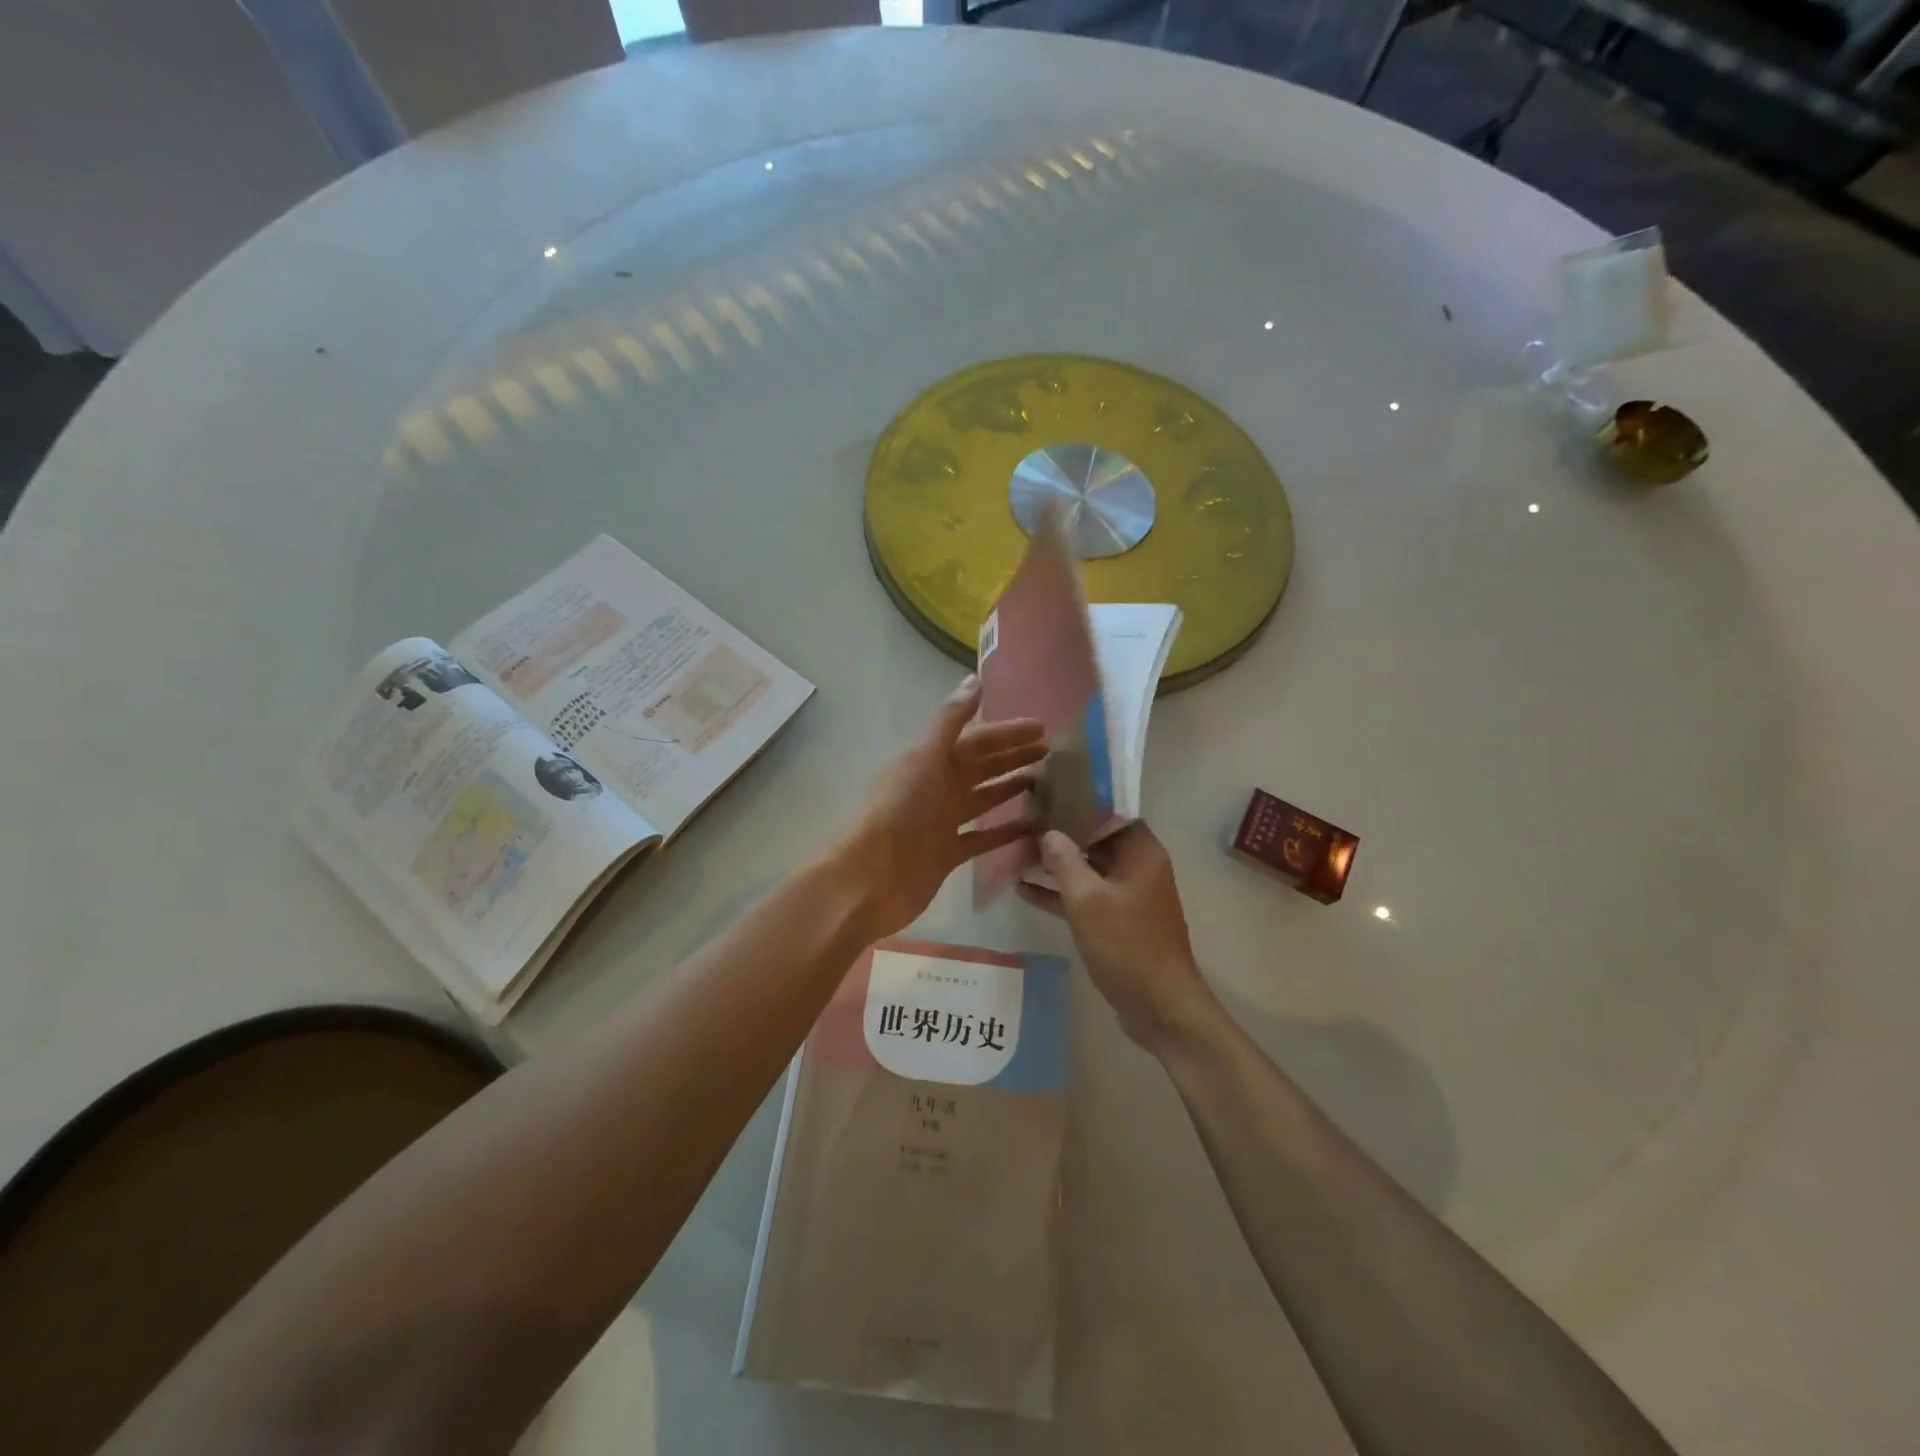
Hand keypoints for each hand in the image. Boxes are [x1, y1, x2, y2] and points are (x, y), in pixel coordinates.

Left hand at [831, 676, 1044, 938]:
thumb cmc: (899, 811)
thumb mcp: (925, 758)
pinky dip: (1006, 831)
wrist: (872, 877)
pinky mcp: (949, 853)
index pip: (977, 739)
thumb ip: (950, 721)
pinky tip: (1033, 826)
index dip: (1007, 732)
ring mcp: (943, 821)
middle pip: (983, 766)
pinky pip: (984, 838)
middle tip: (1051, 752)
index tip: (1042, 728)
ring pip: (985, 798)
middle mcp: (938, 787)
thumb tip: (974, 679)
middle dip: (1013, 756)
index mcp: (931, 760)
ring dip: (1011, 788)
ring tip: (1046, 782)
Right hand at [1020, 823, 1215, 1048]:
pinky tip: (1023, 889)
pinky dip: (1059, 893)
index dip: (1079, 801)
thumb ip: (1065, 861)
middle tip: (1022, 819)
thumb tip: (1049, 833)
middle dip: (1060, 832)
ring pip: (1087, 869)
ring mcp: (1127, 896)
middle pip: (1096, 839)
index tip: (1045, 793)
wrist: (1160, 1007)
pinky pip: (1085, 897)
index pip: (1110, 812)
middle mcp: (1137, 867)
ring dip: (1055, 864)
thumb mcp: (1088, 900)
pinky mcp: (1116, 922)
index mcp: (1141, 852)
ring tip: (1015, 851)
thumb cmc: (1127, 945)